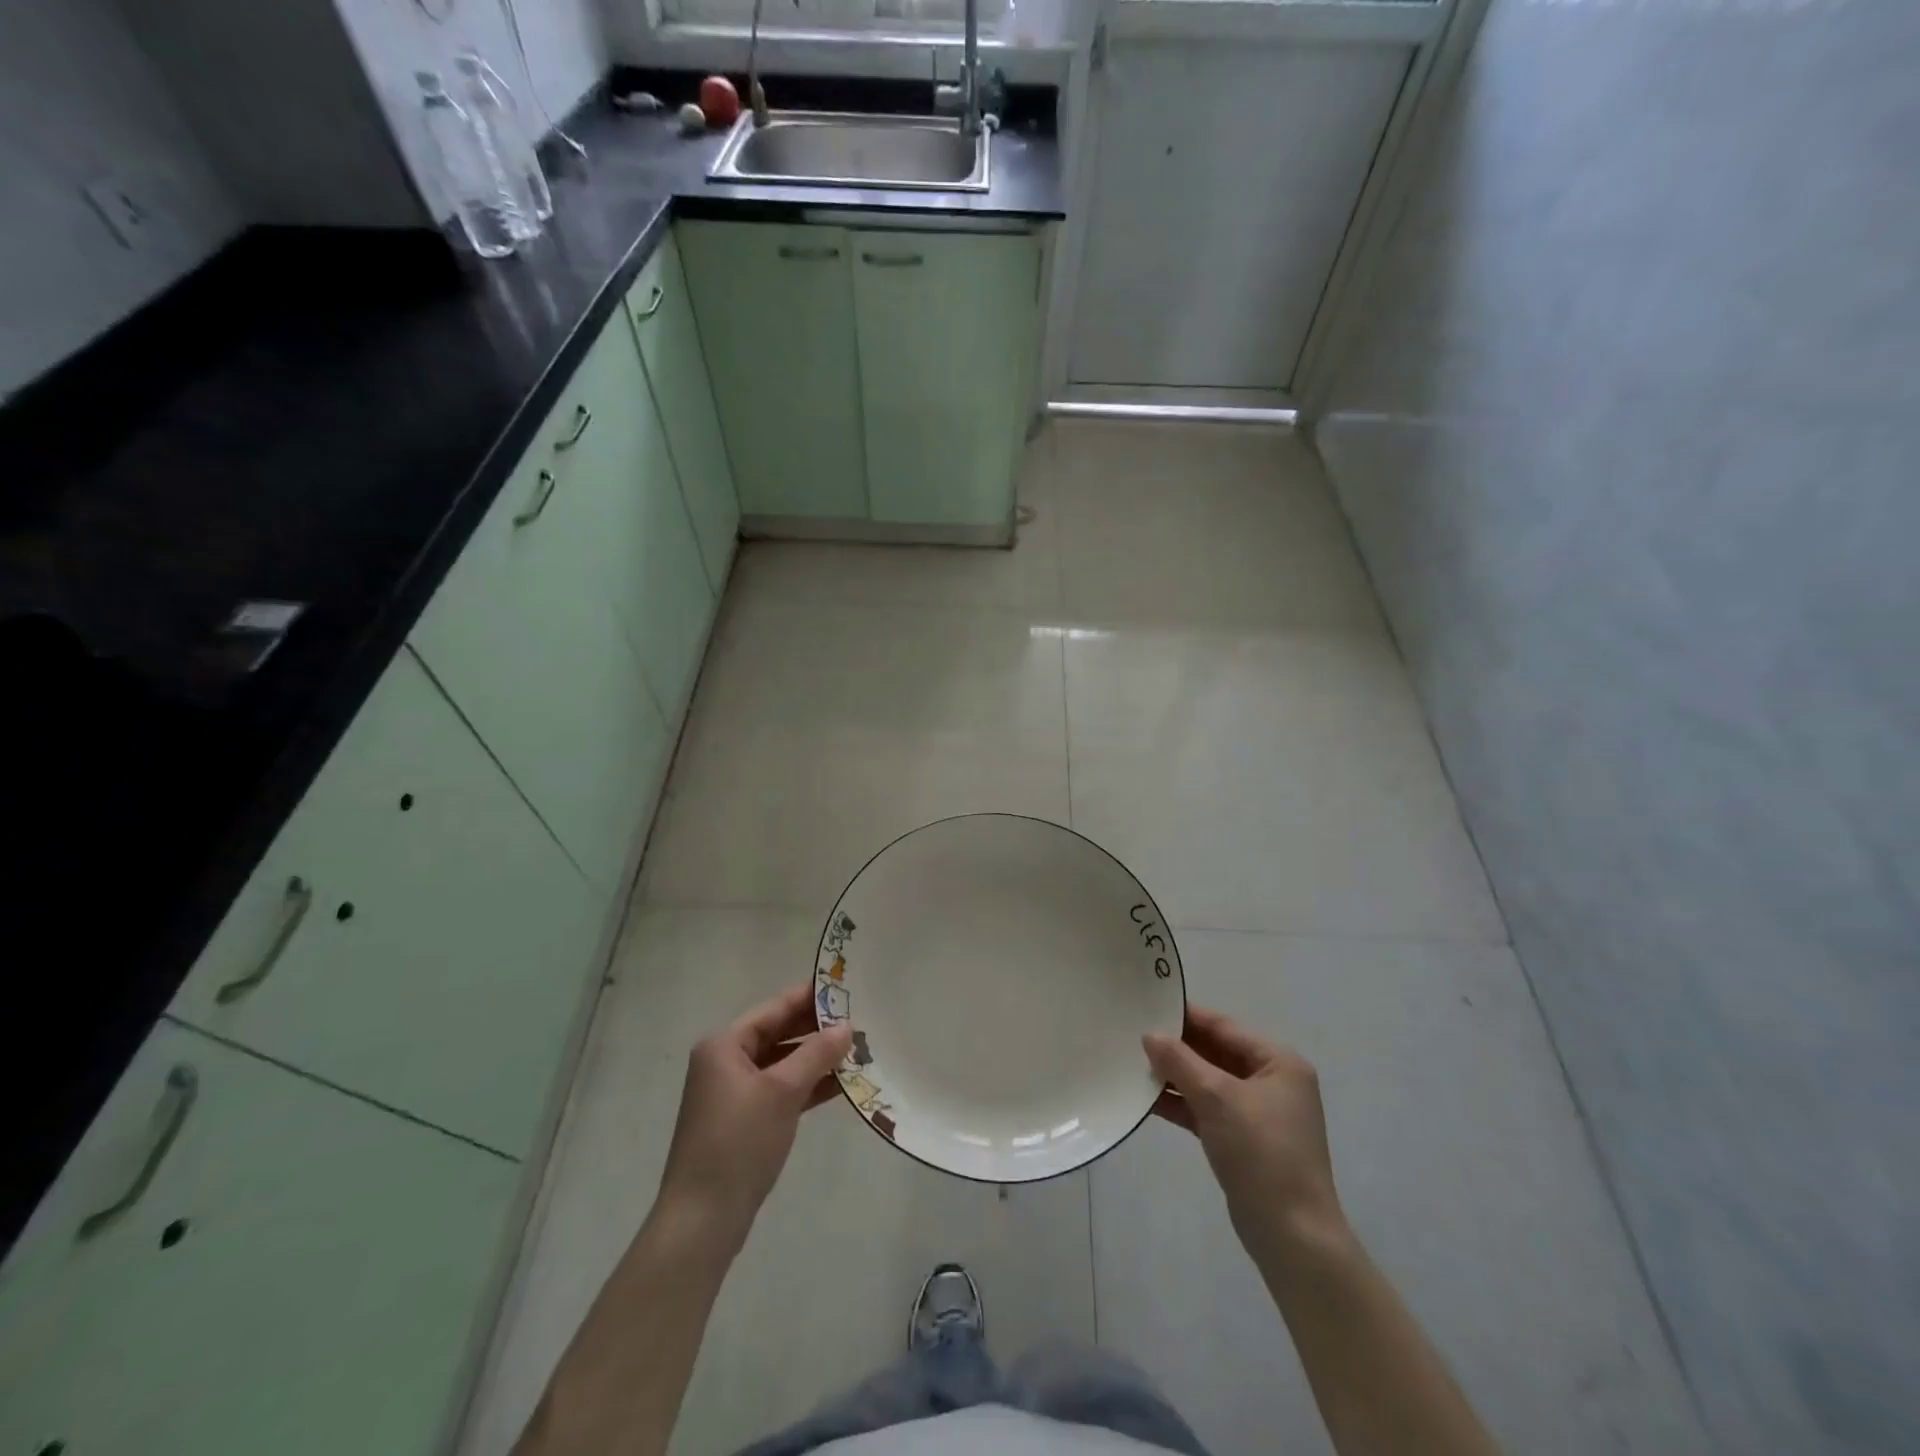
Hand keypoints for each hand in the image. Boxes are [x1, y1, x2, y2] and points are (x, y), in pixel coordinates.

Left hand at [657, 984, 851, 1255]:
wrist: (702, 1222)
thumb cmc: (739, 1143)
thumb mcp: (782, 1092)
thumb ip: (816, 1053)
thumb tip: (847, 1025)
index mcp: (724, 1045)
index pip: (774, 1009)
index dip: (809, 997)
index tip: (846, 987)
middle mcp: (725, 1063)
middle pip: (778, 1034)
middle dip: (816, 1029)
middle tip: (860, 1018)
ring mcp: (734, 1094)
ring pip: (783, 1064)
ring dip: (816, 1059)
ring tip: (859, 1049)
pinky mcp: (745, 1122)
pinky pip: (781, 1091)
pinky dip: (808, 1086)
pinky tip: (841, 1084)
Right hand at [1144, 1005, 1347, 1263]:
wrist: (1292, 1236)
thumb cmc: (1261, 1152)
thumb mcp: (1217, 1098)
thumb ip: (1180, 1061)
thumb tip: (1150, 1035)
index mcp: (1278, 1062)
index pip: (1224, 1027)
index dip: (1186, 1016)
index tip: (1148, 1005)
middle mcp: (1272, 1081)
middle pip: (1216, 1052)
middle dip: (1177, 1047)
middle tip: (1133, 1034)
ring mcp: (1258, 1113)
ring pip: (1208, 1082)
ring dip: (1175, 1075)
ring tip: (1133, 1064)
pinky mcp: (1243, 1140)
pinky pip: (1207, 1109)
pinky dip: (1181, 1103)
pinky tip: (1147, 1099)